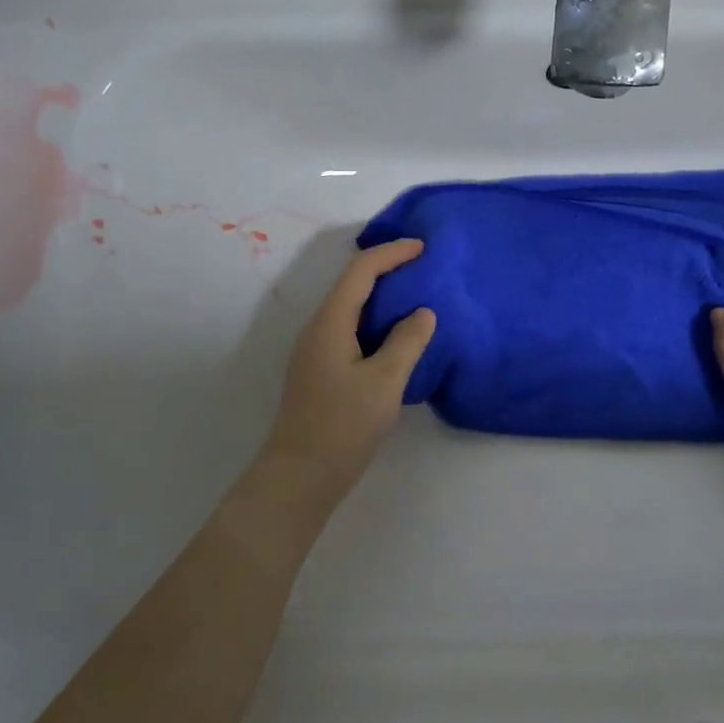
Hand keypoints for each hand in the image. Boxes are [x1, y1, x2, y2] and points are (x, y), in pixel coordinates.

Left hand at [260, 238, 436, 506]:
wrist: (301, 475)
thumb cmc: (343, 424)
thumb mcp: (385, 381)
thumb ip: (407, 342)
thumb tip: (422, 312)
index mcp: (330, 322)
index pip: (360, 271)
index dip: (391, 253)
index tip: (423, 247)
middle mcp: (317, 329)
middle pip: (351, 285)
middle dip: (386, 270)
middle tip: (422, 269)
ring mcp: (315, 352)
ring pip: (350, 310)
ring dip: (381, 298)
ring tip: (414, 298)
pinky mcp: (320, 372)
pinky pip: (349, 332)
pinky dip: (374, 324)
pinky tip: (395, 338)